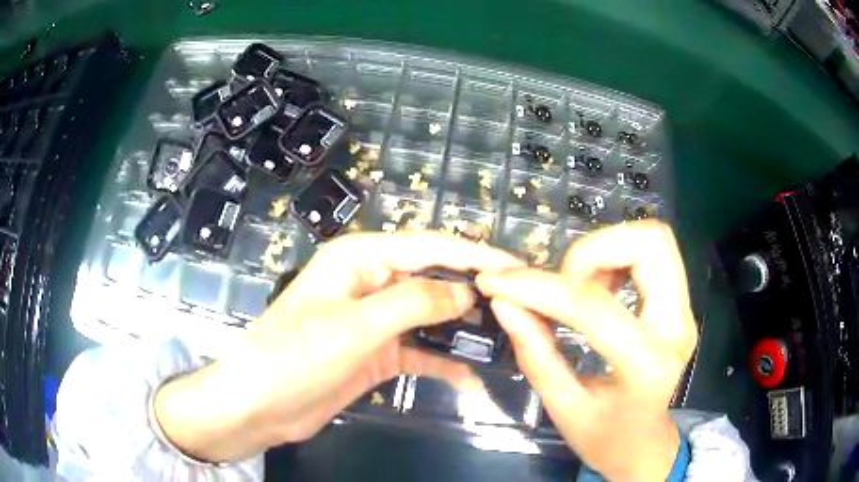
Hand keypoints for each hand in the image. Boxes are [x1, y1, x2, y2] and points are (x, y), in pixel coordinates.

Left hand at [154, 232, 522, 462]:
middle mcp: (371, 282)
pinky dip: (444, 363)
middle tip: (521, 305)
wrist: (259, 405)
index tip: (516, 266)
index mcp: (360, 258)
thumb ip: (413, 304)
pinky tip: (472, 378)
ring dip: (463, 329)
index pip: (429, 247)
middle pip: (434, 280)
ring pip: (431, 317)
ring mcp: (376, 321)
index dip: (475, 255)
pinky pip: (420, 352)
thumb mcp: (354, 326)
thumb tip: (467, 294)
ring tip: (507, 338)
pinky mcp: (378, 354)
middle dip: (475, 292)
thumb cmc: (295, 356)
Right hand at [476, 221, 697, 480]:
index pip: (593, 307)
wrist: (644, 446)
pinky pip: (651, 254)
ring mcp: (684, 311)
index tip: (498, 283)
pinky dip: (617, 258)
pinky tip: (597, 289)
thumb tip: (505, 303)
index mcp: (646, 366)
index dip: (540, 288)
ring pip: (653, 240)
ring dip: (605, 251)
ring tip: (578, 287)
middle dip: (592, 251)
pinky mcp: (680, 304)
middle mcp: (677, 327)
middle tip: (560, 283)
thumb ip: (535, 354)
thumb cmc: (605, 438)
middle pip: (649, 243)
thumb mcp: (562, 408)